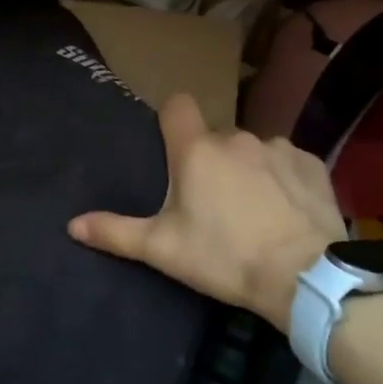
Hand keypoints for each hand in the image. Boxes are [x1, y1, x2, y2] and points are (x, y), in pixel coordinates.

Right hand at [68, 93, 344, 331]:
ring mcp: (278, 147)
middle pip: (214, 137)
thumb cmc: (225, 258)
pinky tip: (286, 211)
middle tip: (211, 204)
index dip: (171, 120)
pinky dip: (282, 179)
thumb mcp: (163, 250)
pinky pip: (287, 162)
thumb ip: (116, 232)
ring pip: (252, 150)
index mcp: (196, 150)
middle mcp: (236, 137)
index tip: (171, 149)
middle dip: (210, 161)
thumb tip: (71, 225)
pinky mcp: (311, 164)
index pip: (177, 105)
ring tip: (253, 211)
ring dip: (247, 169)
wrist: (305, 277)